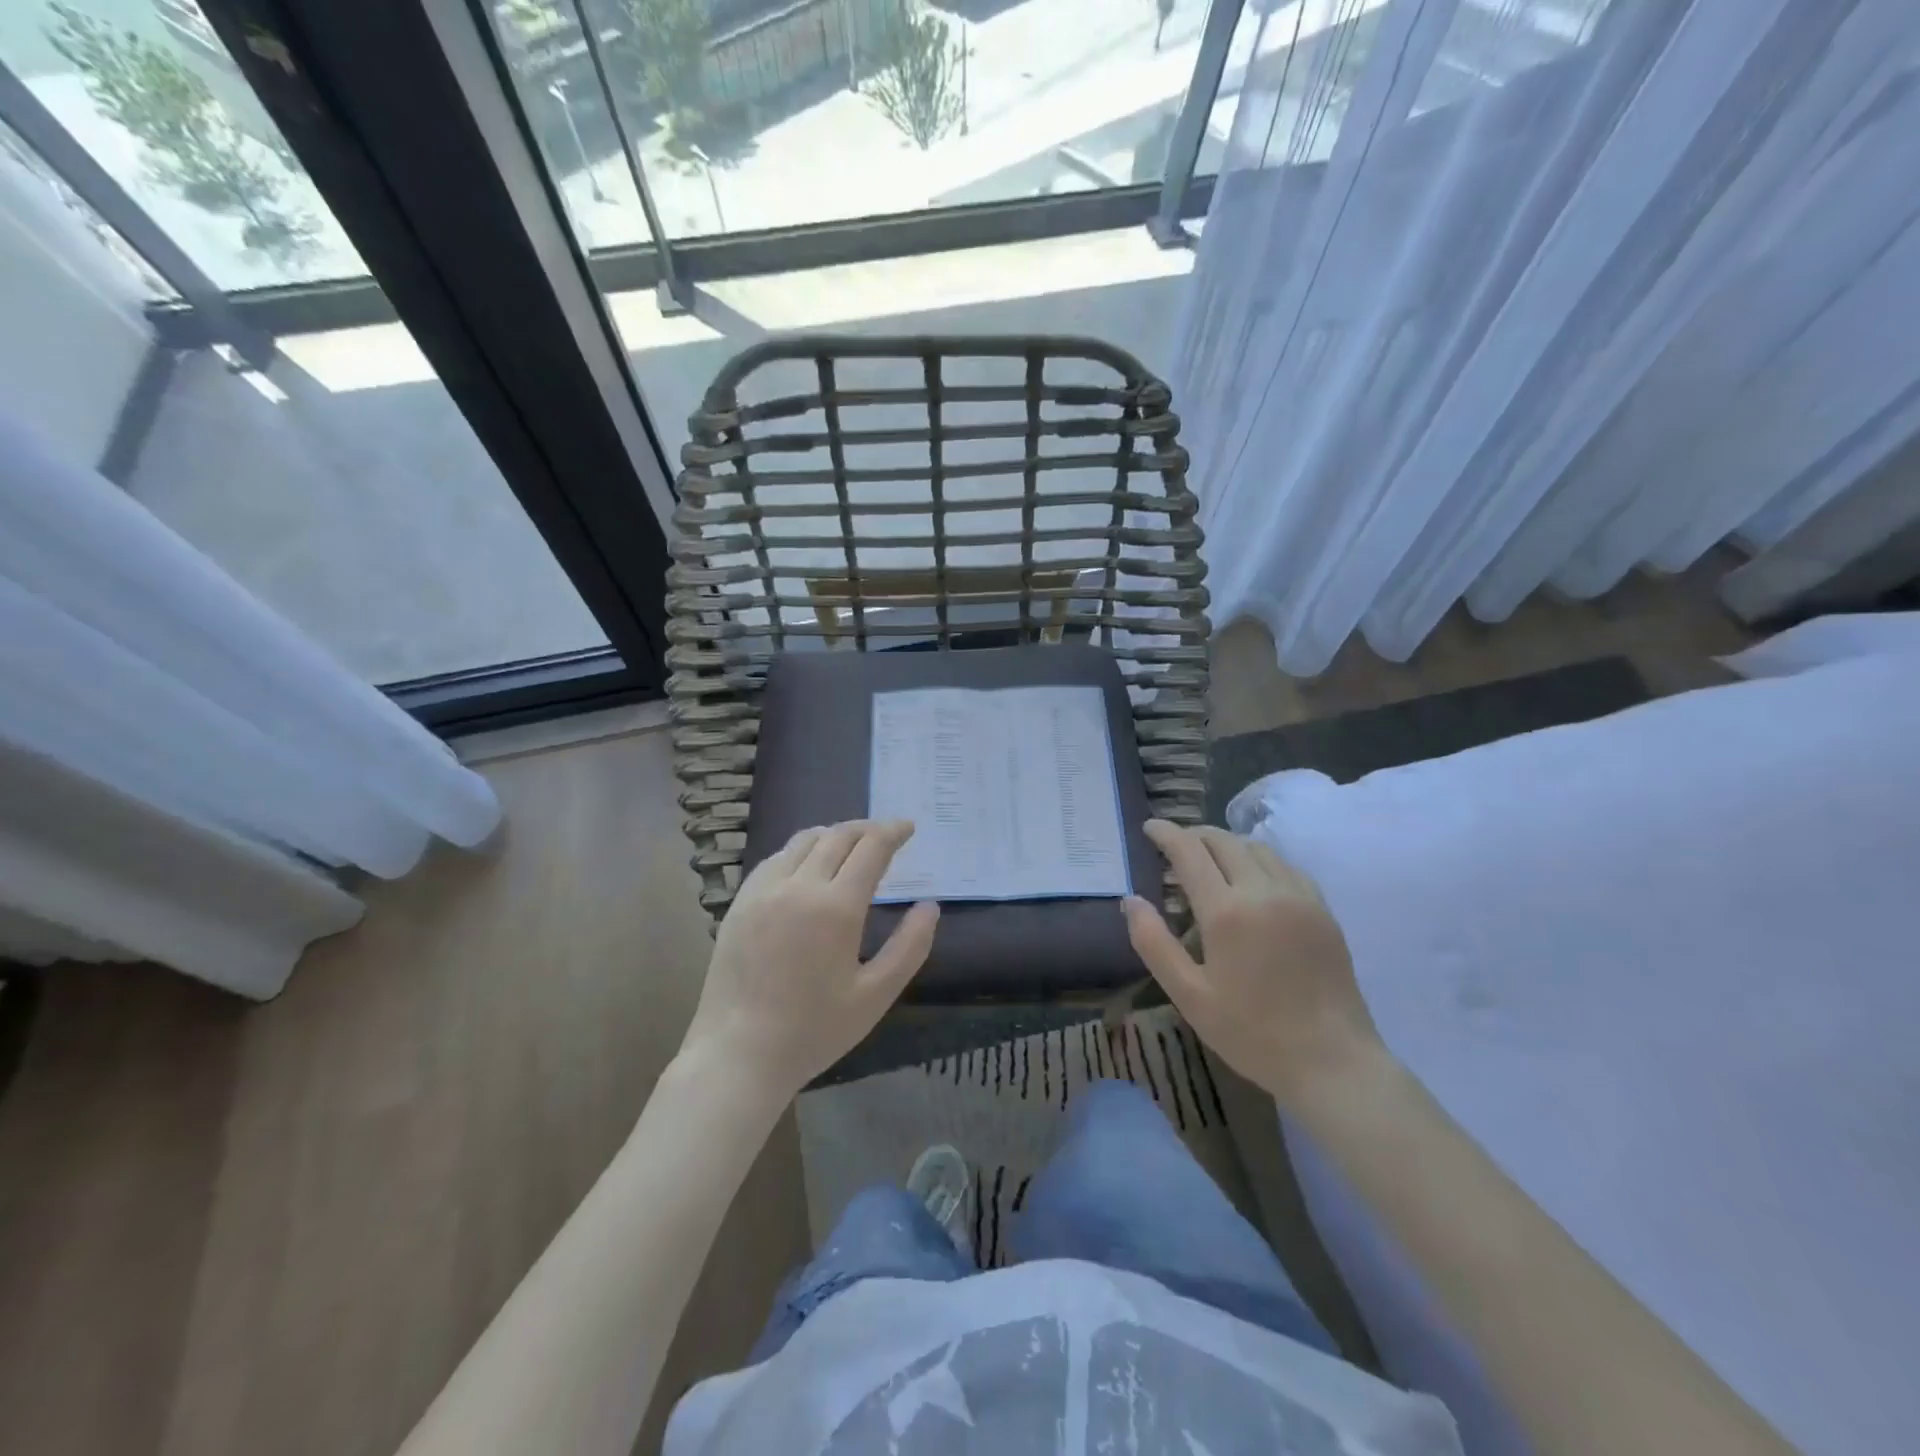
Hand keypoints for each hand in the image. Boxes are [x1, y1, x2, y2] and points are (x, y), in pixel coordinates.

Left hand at [680, 820, 938, 1098]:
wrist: (738, 1055)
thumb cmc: (814, 1031)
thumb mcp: (875, 995)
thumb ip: (909, 947)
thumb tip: (930, 906)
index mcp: (836, 907)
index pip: (871, 848)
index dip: (893, 832)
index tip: (908, 827)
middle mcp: (799, 886)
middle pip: (838, 836)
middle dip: (867, 829)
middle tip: (885, 835)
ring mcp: (764, 891)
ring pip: (804, 840)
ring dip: (833, 834)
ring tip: (850, 844)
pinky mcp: (741, 902)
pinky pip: (776, 858)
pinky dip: (800, 850)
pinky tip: (807, 865)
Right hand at [1123, 820, 1380, 1104]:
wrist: (1333, 1061)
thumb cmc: (1252, 1033)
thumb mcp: (1189, 995)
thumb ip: (1154, 942)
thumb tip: (1130, 900)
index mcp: (1226, 911)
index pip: (1189, 851)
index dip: (1166, 833)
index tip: (1149, 827)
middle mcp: (1263, 891)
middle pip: (1224, 840)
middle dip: (1194, 834)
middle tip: (1174, 844)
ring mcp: (1299, 897)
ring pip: (1257, 847)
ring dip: (1227, 843)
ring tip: (1210, 858)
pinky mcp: (1322, 909)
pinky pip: (1285, 865)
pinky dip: (1259, 858)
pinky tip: (1252, 878)